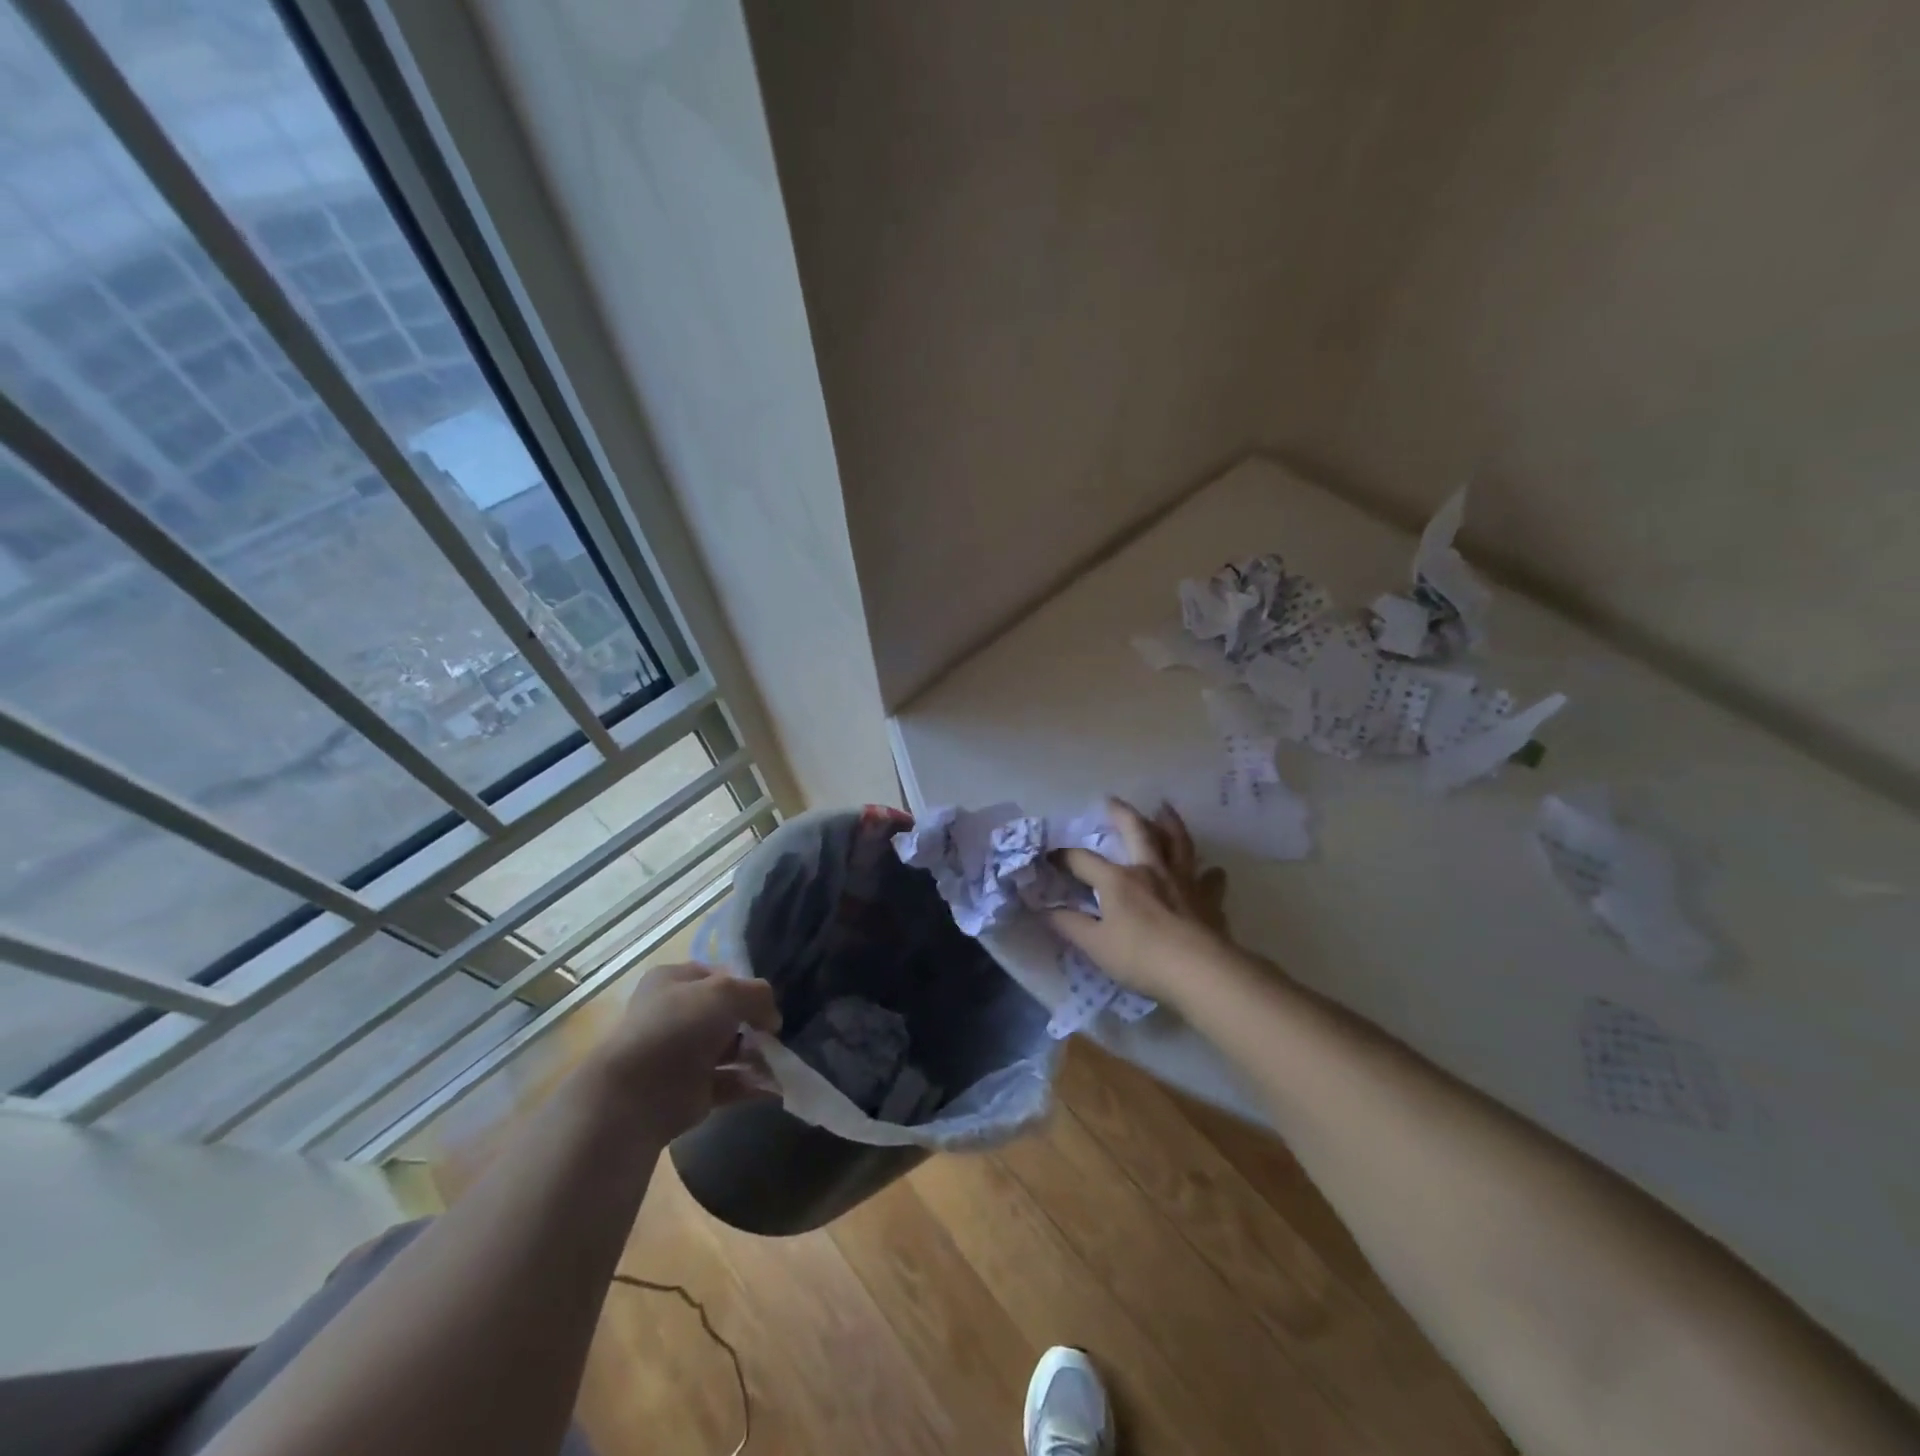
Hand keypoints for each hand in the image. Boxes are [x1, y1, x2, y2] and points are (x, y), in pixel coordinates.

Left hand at [593, 962, 780, 1140]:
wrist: (638, 1094)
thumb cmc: (679, 1027)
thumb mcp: (726, 992)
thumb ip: (757, 995)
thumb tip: (772, 1019)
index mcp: (673, 981)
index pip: (718, 975)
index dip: (745, 985)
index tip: (768, 1001)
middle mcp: (676, 1015)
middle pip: (727, 1014)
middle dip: (755, 1023)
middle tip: (777, 1033)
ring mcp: (683, 1054)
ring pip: (731, 1048)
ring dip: (758, 1054)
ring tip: (783, 1059)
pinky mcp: (692, 1090)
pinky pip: (731, 1081)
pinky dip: (753, 1083)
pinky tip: (778, 1084)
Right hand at [1047, 798, 1231, 1006]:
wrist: (1199, 971)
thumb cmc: (1141, 958)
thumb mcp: (1095, 946)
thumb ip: (1070, 925)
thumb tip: (1046, 909)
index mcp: (1118, 880)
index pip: (1083, 860)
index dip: (1063, 857)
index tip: (1050, 856)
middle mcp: (1150, 870)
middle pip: (1136, 831)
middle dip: (1121, 813)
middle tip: (1112, 800)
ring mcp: (1183, 881)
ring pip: (1177, 842)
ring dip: (1170, 823)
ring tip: (1165, 809)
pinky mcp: (1208, 899)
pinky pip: (1210, 879)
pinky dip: (1209, 873)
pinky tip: (1212, 871)